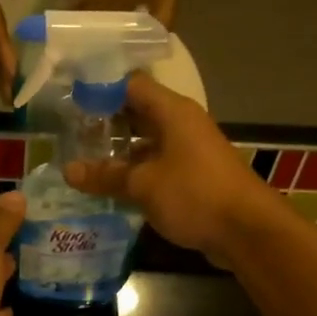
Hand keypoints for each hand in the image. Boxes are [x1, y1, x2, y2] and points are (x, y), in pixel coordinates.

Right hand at [64, 74, 278, 264]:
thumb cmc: (194, 194)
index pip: (130, 84)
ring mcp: (189, 150)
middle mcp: (181, 123)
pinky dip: (135, 170)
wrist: (248, 231)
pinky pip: (157, 163)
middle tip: (70, 131)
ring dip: (119, 149)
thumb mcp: (143, 185)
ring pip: (146, 140)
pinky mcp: (193, 175)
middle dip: (105, 120)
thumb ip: (105, 176)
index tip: (70, 98)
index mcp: (172, 111)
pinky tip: (111, 184)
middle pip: (137, 111)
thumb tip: (68, 170)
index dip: (100, 88)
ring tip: (83, 158)